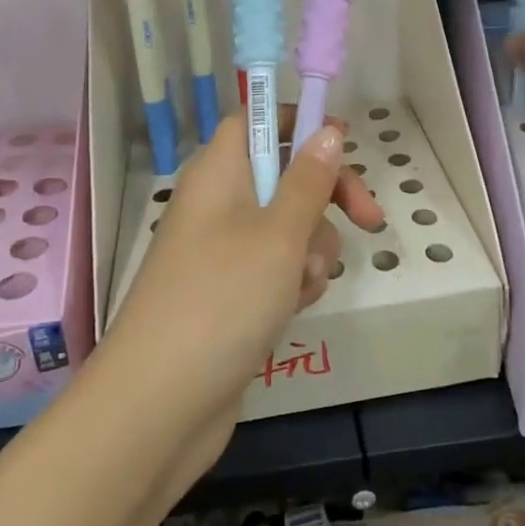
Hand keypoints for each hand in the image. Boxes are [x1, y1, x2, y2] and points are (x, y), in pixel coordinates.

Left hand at [102, 110, 383, 474]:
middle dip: (326, 198)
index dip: (299, 122)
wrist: (159, 406)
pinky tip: (293, 309)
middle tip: (366, 219)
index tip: (343, 141)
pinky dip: (293, 282)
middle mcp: (218, 203)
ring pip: (288, 227)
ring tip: (303, 285)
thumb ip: (310, 180)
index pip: (257, 119)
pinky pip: (276, 269)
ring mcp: (223, 251)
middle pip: (284, 174)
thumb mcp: (279, 234)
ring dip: (312, 250)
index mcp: (219, 172)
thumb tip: (328, 131)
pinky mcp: (231, 294)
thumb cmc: (223, 299)